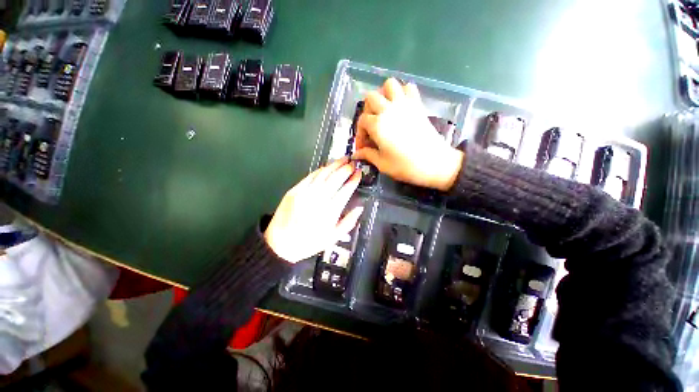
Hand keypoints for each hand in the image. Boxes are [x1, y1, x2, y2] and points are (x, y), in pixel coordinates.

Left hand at [264, 158, 362, 263]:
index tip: (359, 173)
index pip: (345, 191)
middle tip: (352, 164)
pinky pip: (310, 176)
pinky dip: (320, 170)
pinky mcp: (294, 190)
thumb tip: (359, 208)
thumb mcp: (332, 238)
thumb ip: (348, 223)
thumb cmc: (309, 242)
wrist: (280, 243)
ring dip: (334, 165)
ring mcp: (305, 193)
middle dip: (345, 169)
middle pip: (335, 179)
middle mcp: (318, 200)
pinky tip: (326, 167)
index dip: (353, 180)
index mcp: (329, 213)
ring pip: (323, 175)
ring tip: (343, 160)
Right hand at [353, 78, 463, 190]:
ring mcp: (404, 104)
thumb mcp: (382, 164)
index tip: (363, 146)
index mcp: (378, 125)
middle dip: (367, 110)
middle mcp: (389, 109)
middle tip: (371, 125)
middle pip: (371, 97)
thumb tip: (356, 154)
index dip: (360, 134)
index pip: (362, 121)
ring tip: (384, 110)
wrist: (435, 163)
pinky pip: (408, 87)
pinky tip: (400, 106)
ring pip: (389, 84)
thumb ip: (367, 155)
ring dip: (383, 95)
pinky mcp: (417, 105)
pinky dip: (402, 92)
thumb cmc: (406, 166)